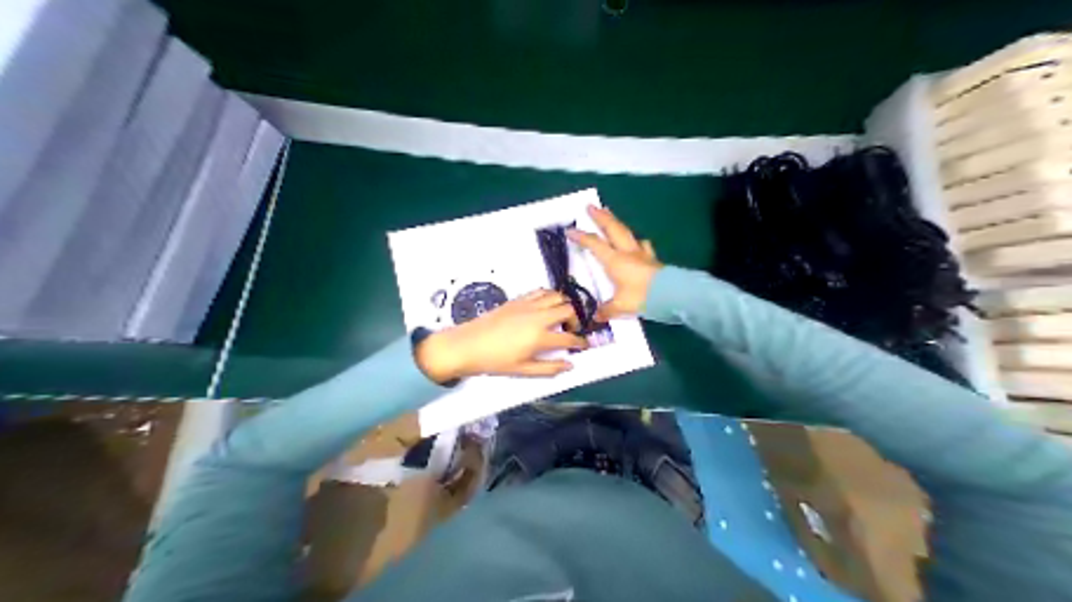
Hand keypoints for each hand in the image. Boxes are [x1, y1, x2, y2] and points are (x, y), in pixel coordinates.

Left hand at [415, 290, 584, 382]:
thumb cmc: (495, 361)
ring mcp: (528, 305)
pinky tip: (545, 306)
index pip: (569, 338)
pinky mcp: (518, 299)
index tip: (584, 345)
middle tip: (571, 330)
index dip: (581, 343)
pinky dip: (549, 296)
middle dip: (576, 320)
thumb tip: (569, 365)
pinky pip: (541, 291)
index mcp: (540, 337)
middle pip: (569, 310)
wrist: (468, 345)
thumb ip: (549, 368)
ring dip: (564, 305)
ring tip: (560, 317)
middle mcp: (538, 317)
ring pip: (557, 296)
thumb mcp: (523, 370)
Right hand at [570, 205, 661, 320]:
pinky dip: (638, 241)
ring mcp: (642, 254)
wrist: (672, 294)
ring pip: (627, 233)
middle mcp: (627, 252)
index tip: (570, 230)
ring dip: (617, 223)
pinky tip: (639, 241)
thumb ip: (607, 310)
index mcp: (615, 261)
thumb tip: (595, 316)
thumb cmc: (642, 297)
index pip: (594, 245)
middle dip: (601, 217)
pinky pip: (643, 245)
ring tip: (611, 214)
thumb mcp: (621, 306)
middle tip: (591, 206)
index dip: (581, 237)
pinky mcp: (653, 260)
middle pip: (612, 229)